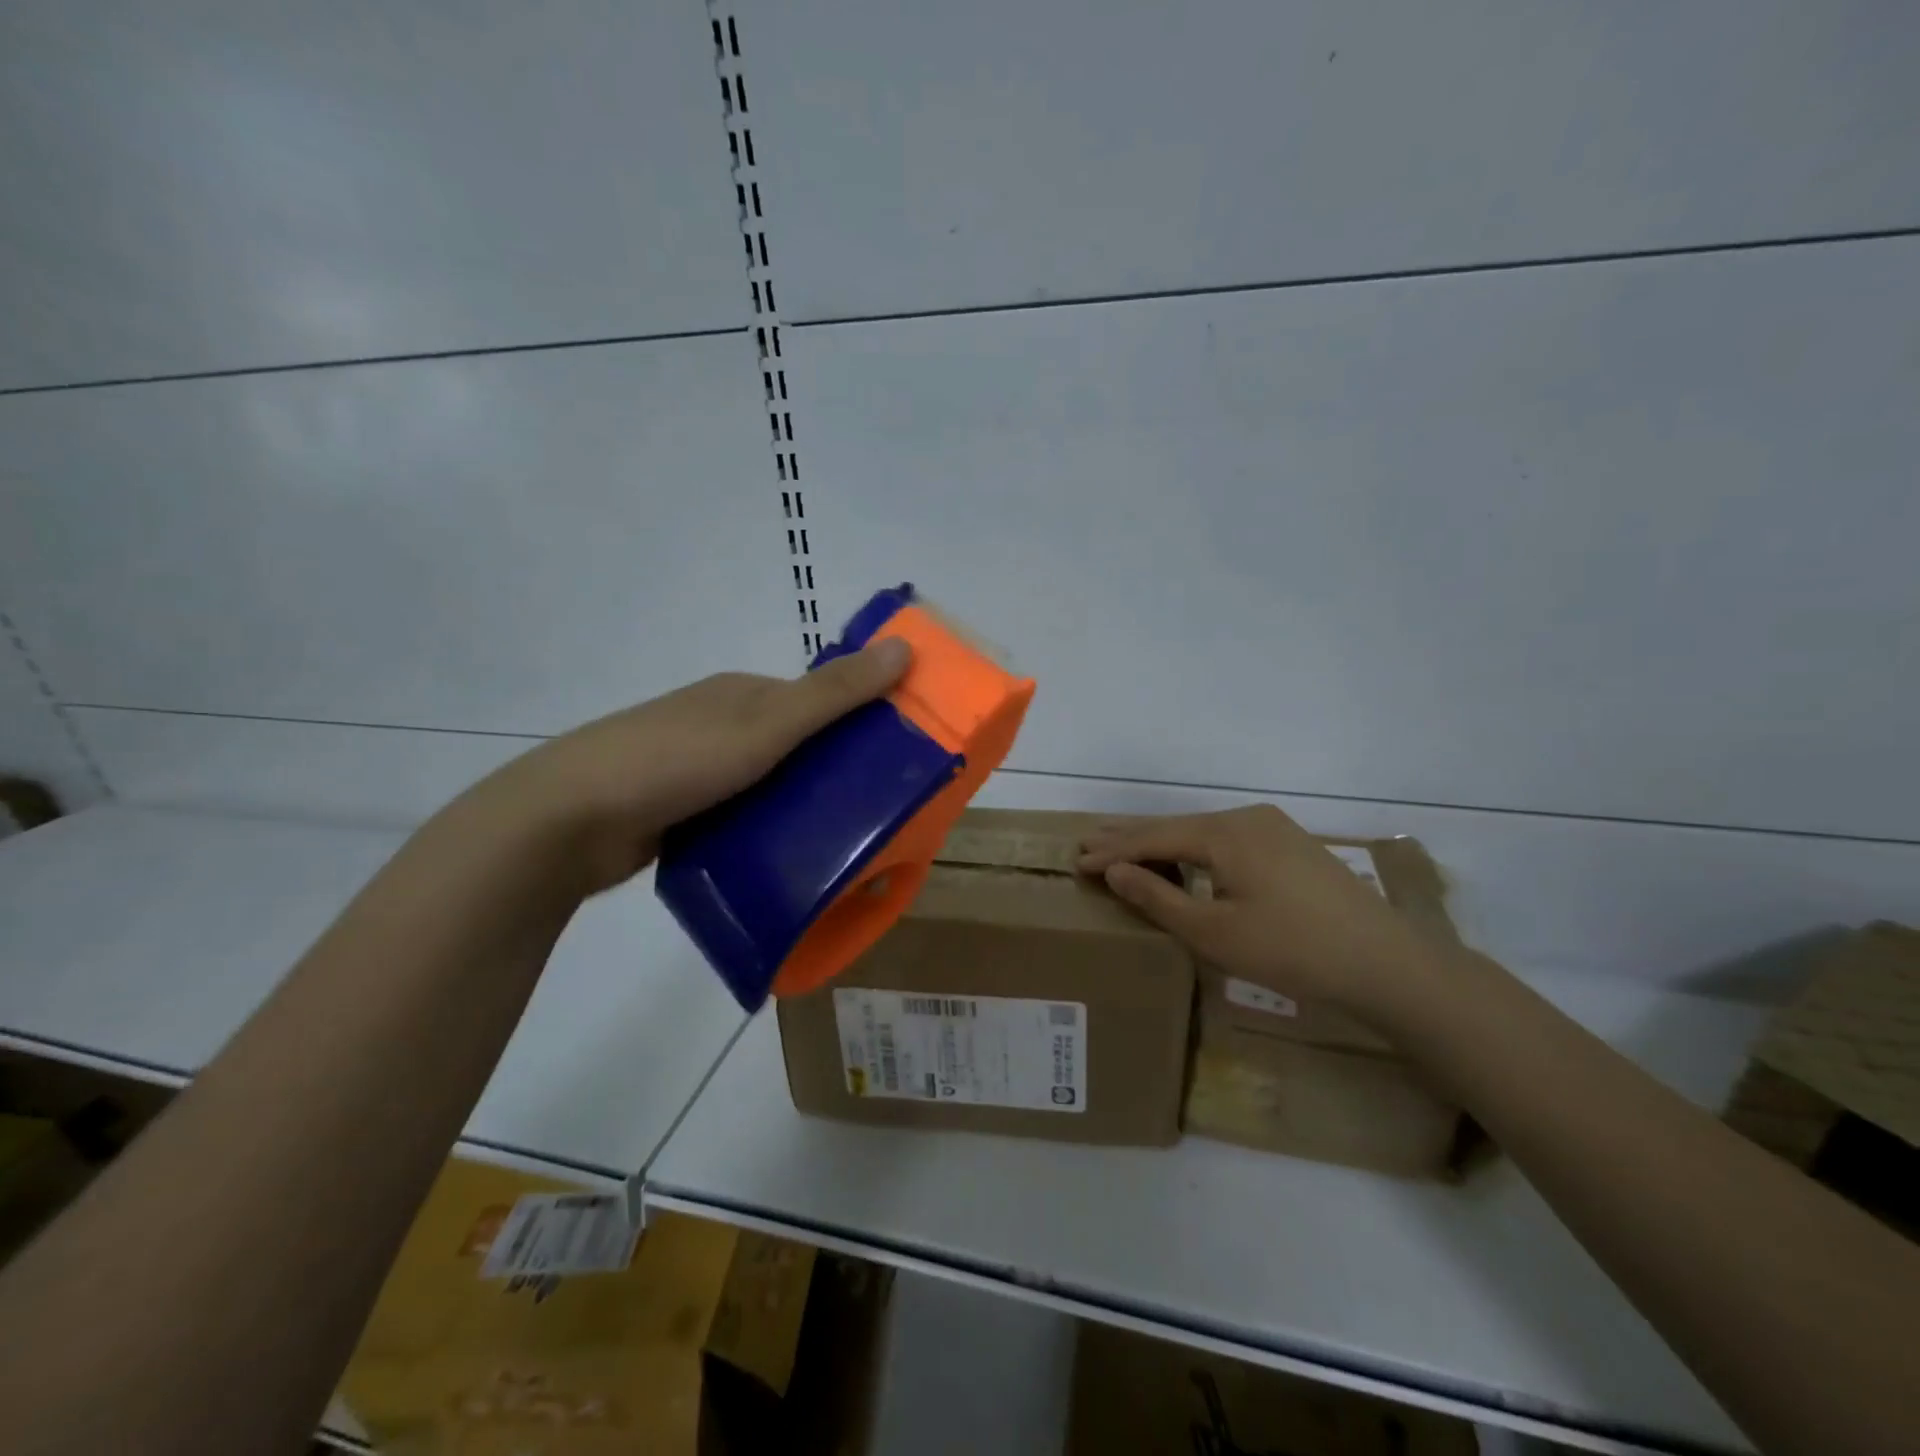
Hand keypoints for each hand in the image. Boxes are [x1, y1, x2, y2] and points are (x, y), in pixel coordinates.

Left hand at [468, 640, 911, 893]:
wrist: (567, 821)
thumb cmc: (675, 760)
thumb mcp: (765, 725)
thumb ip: (834, 693)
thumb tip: (903, 648)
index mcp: (741, 694)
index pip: (816, 700)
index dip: (859, 720)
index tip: (897, 756)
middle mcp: (720, 723)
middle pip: (794, 744)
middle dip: (832, 770)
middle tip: (876, 810)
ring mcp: (694, 769)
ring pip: (767, 784)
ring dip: (798, 805)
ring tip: (841, 843)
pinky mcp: (677, 811)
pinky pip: (739, 816)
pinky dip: (764, 831)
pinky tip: (786, 859)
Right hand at [1077, 805, 1436, 1019]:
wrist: (1387, 964)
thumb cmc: (1292, 951)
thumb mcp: (1214, 932)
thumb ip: (1159, 898)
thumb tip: (1116, 871)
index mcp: (1224, 833)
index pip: (1153, 839)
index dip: (1113, 852)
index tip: (1076, 861)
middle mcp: (1246, 818)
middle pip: (1176, 827)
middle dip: (1131, 838)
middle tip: (1089, 842)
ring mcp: (1273, 828)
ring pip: (1202, 832)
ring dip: (1162, 843)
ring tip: (1126, 849)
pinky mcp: (1291, 845)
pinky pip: (1226, 840)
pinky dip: (1194, 849)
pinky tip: (1183, 858)